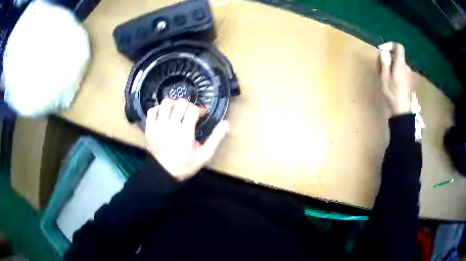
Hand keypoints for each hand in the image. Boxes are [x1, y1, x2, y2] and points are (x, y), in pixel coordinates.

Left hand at [145, 99, 228, 180]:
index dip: (199, 109)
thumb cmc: (186, 165)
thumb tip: (225, 124)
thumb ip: (215, 139)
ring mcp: (158, 126)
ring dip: (173, 105)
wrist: (164, 174)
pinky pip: (152, 110)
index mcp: (185, 132)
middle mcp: (170, 126)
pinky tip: (164, 115)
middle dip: (188, 105)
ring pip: (165, 103)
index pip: (193, 110)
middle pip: (180, 103)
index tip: (201, 115)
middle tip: (190, 113)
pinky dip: (158, 109)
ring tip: (177, 112)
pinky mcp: (149, 129)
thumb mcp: (204, 155)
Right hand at [378, 43, 411, 116]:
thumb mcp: (385, 77)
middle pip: (396, 55)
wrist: (401, 110)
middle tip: (379, 65)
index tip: (384, 50)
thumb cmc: (392, 94)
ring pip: (397, 63)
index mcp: (400, 64)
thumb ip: (385, 62)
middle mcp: (405, 66)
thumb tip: (383, 51)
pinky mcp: (407, 79)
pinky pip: (399, 69)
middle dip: (387, 57)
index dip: (391, 45)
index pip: (399, 47)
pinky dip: (393, 70)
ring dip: (389, 64)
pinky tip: (389, 79)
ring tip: (382, 73)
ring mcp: (407, 73)